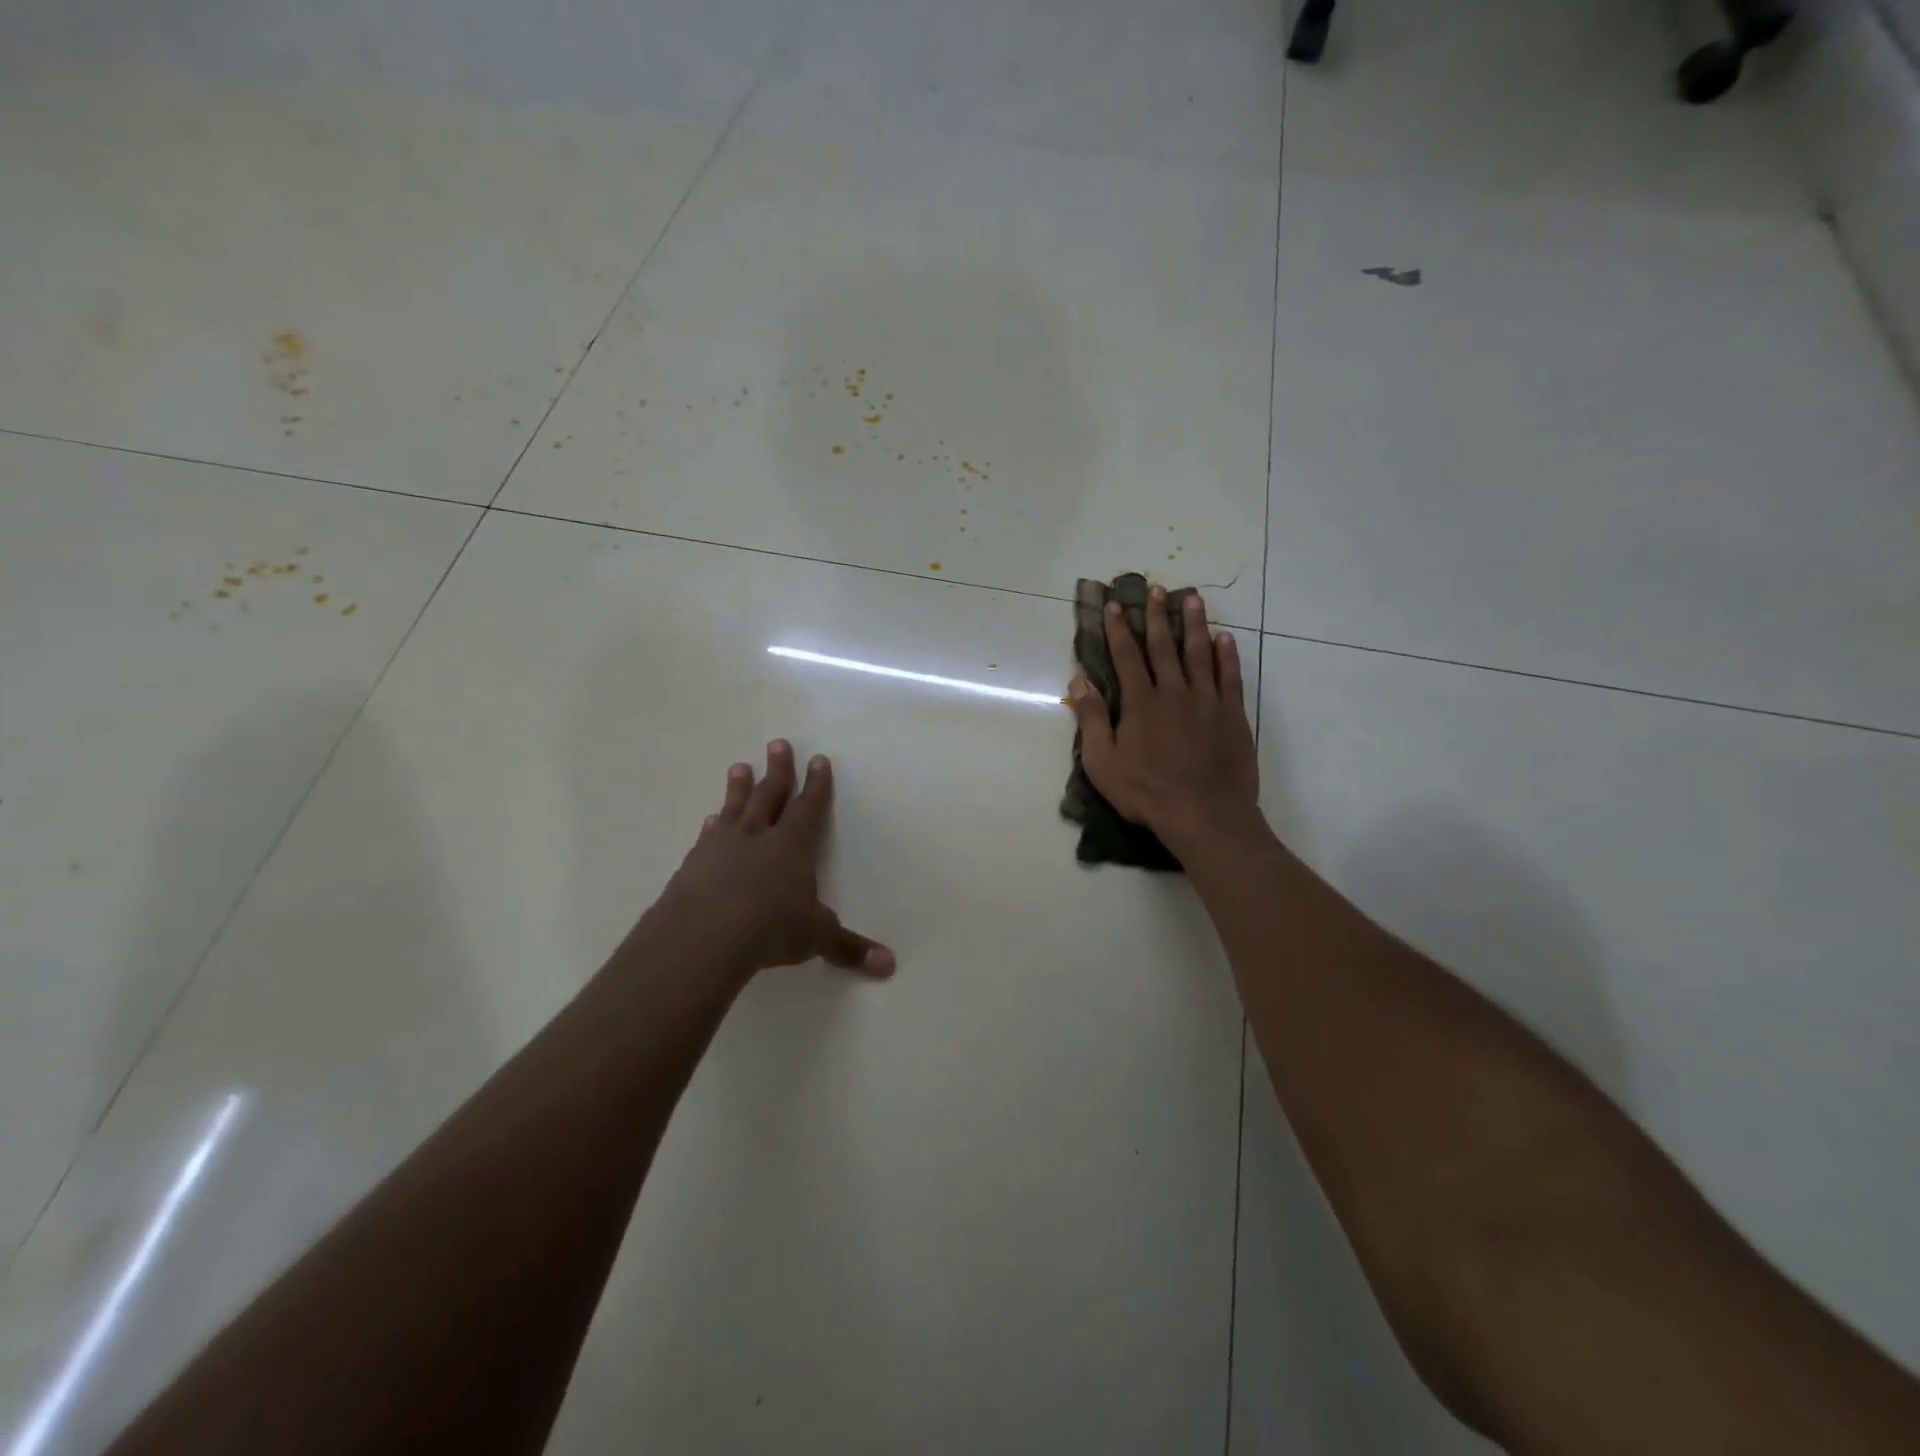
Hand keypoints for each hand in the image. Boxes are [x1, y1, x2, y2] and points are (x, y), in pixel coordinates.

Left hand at [656, 740, 894, 980]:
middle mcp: (759, 836)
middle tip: (778, 743)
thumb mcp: (815, 937)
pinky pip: (708, 834)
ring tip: (740, 766)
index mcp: (793, 845)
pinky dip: (713, 825)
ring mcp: (723, 845)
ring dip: (740, 787)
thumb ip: (848, 948)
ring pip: (735, 807)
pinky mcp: (695, 862)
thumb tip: (889, 965)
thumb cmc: (770, 928)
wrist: (704, 934)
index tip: (818, 759)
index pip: (809, 807)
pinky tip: (710, 819)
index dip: (817, 784)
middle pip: (770, 794)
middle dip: (778, 769)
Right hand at [1068, 588, 1259, 847]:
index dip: (1119, 629)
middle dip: (1158, 616)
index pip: (1126, 657)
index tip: (1115, 604)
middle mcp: (1174, 692)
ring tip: (1193, 598)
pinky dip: (1226, 656)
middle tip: (1157, 588)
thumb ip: (1093, 720)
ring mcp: (1207, 701)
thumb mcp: (1104, 763)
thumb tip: (1079, 682)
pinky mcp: (1232, 715)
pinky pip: (1229, 677)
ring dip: (1195, 624)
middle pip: (1164, 646)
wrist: (1205, 815)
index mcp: (1141, 703)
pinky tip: (1224, 639)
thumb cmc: (1147, 793)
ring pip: (1199, 653)